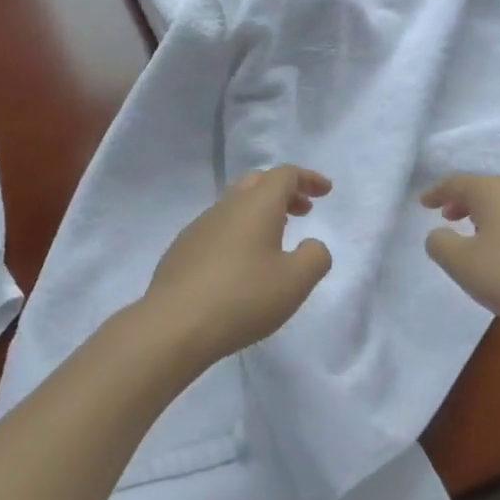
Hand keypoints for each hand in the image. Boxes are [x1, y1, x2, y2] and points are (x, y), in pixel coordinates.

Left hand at [138, 166, 332, 368]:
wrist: (174, 324)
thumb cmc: (242, 297)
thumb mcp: (294, 282)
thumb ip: (315, 257)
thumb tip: (313, 245)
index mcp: (257, 204)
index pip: (285, 175)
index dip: (308, 179)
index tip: (325, 191)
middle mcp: (228, 205)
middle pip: (259, 181)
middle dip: (285, 191)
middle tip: (304, 210)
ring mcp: (201, 225)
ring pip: (236, 203)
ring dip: (261, 211)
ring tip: (277, 235)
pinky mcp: (183, 247)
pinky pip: (219, 226)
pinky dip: (240, 231)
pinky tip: (241, 262)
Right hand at [422, 174, 499, 345]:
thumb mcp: (461, 264)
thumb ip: (439, 244)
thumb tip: (439, 234)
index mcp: (492, 192)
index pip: (457, 183)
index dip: (437, 191)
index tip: (423, 203)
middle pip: (485, 190)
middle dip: (463, 201)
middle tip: (448, 216)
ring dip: (488, 217)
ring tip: (478, 237)